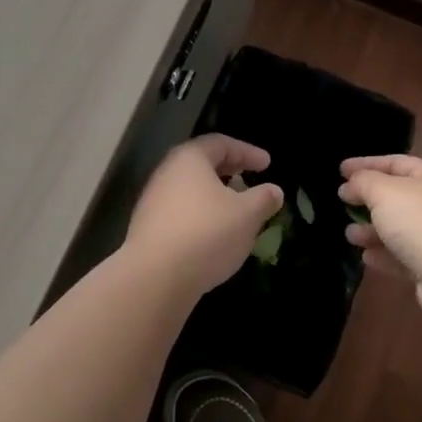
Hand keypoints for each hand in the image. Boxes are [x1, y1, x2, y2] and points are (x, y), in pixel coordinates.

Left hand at [125, 135, 283, 299]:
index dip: (247, 151)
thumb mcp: (247, 215)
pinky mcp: (148, 228)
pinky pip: (181, 212)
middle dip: (229, 171)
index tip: (267, 164)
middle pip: (201, 164)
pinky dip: (201, 215)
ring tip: (235, 210)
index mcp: (189, 159)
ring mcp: (153, 201)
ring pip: (190, 190)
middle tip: (249, 179)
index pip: (221, 143)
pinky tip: (214, 234)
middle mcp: (166, 173)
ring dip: (214, 195)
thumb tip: (274, 191)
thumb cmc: (206, 234)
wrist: (154, 277)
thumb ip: (263, 199)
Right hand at [338, 154, 421, 322]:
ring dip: (371, 230)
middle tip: (343, 203)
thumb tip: (350, 185)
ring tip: (350, 235)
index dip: (366, 164)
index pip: (395, 163)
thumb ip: (363, 182)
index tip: (340, 170)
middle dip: (367, 200)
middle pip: (396, 197)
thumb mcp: (383, 191)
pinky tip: (366, 257)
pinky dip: (383, 255)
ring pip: (397, 229)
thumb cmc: (419, 221)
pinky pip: (402, 257)